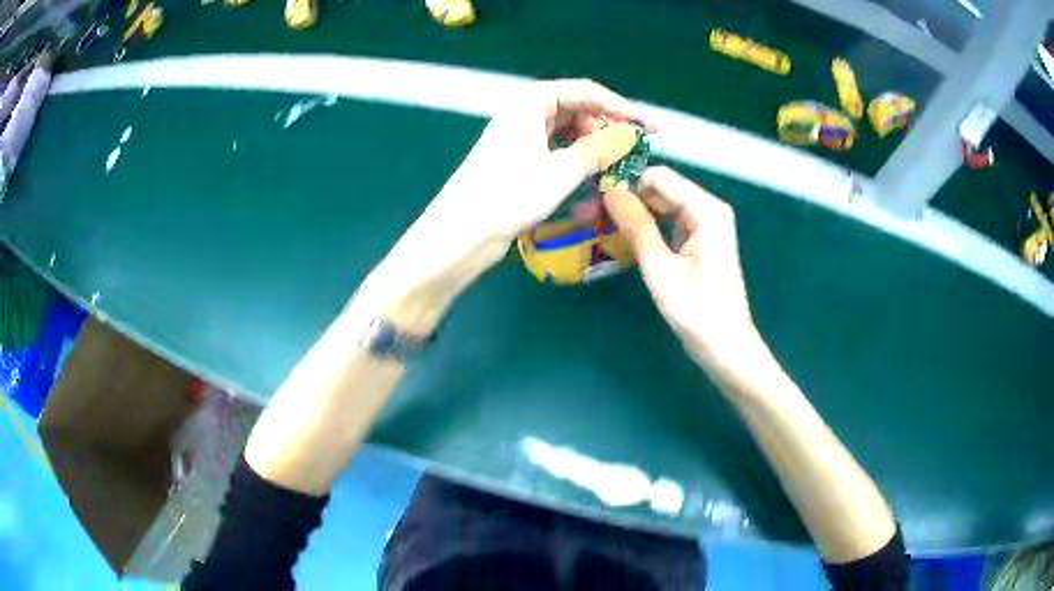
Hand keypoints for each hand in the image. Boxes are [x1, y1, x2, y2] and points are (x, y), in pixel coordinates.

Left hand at [358, 80, 650, 332]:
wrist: (462, 232)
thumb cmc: (509, 195)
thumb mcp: (562, 170)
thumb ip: (600, 149)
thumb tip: (630, 136)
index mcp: (532, 101)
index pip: (587, 92)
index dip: (622, 108)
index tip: (650, 129)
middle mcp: (526, 112)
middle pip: (578, 109)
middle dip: (608, 127)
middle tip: (635, 152)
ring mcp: (521, 136)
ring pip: (569, 130)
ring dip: (595, 144)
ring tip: (619, 164)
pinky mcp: (520, 158)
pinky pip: (558, 148)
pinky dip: (578, 157)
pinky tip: (594, 173)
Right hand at [603, 167, 775, 390]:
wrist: (726, 348)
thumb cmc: (696, 311)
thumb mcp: (660, 268)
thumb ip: (636, 226)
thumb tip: (609, 191)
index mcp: (706, 210)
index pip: (659, 177)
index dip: (627, 182)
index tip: (595, 196)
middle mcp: (709, 209)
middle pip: (662, 188)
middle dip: (629, 197)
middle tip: (592, 213)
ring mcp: (706, 225)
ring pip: (663, 205)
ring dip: (635, 212)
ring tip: (601, 223)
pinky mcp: (700, 241)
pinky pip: (669, 222)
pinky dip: (648, 227)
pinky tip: (624, 236)